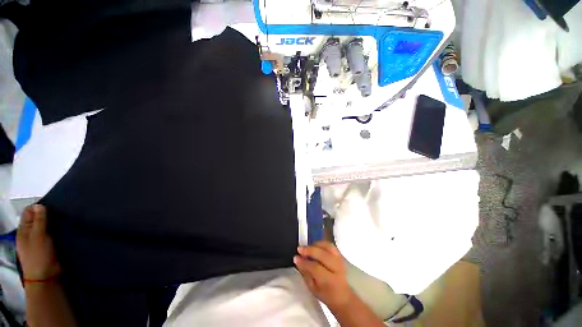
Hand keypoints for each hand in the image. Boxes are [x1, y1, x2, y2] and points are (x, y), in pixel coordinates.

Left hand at [16, 204, 61, 280]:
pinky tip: (64, 230)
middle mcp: (29, 234)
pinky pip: (52, 234)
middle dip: (47, 215)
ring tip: (64, 220)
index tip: (52, 206)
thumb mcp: (38, 236)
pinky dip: (57, 231)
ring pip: (46, 227)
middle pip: (37, 219)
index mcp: (24, 230)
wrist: (46, 277)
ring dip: (53, 223)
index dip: (38, 207)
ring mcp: (39, 241)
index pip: (29, 212)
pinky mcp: (48, 246)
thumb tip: (39, 205)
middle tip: (60, 213)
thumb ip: (38, 220)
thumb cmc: (39, 255)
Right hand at [294, 241, 353, 310]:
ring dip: (315, 245)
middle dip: (309, 250)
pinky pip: (331, 245)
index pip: (316, 268)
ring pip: (328, 247)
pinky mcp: (341, 255)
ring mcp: (341, 261)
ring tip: (307, 247)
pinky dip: (321, 244)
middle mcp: (337, 269)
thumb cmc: (327, 295)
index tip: (296, 258)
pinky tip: (315, 246)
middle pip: (322, 255)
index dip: (304, 262)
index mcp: (330, 281)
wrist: (344, 296)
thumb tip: (298, 261)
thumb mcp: (314, 289)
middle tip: (299, 249)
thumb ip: (305, 274)